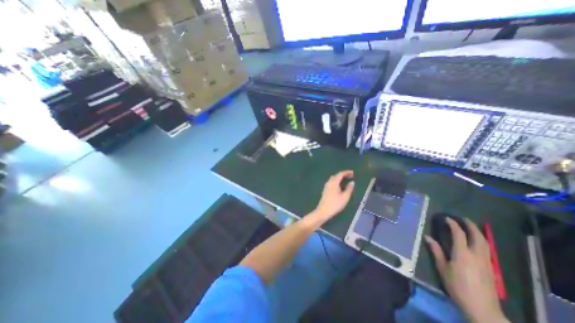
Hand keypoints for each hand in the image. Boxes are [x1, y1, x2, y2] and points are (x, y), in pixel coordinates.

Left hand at [314, 172, 355, 221]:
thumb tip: (352, 182)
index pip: (340, 174)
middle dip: (343, 174)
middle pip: (336, 175)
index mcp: (334, 182)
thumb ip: (349, 189)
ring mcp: (326, 186)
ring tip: (345, 180)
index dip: (346, 172)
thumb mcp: (345, 197)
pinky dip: (336, 181)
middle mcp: (329, 182)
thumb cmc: (335, 204)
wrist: (323, 211)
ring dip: (339, 178)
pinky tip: (339, 186)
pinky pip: (331, 182)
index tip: (353, 173)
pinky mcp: (325, 190)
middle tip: (350, 176)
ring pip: (333, 179)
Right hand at [423, 217, 503, 322]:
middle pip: (477, 236)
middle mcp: (476, 255)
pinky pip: (487, 249)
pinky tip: (477, 242)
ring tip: (470, 227)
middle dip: (470, 225)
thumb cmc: (457, 286)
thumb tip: (427, 237)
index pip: (459, 234)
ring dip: (478, 232)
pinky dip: (482, 241)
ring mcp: (486, 261)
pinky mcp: (490, 267)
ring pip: (485, 243)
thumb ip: (436, 251)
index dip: (453, 224)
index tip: (447, 218)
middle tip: (463, 219)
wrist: (481, 308)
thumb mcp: (442, 268)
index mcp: (462, 254)